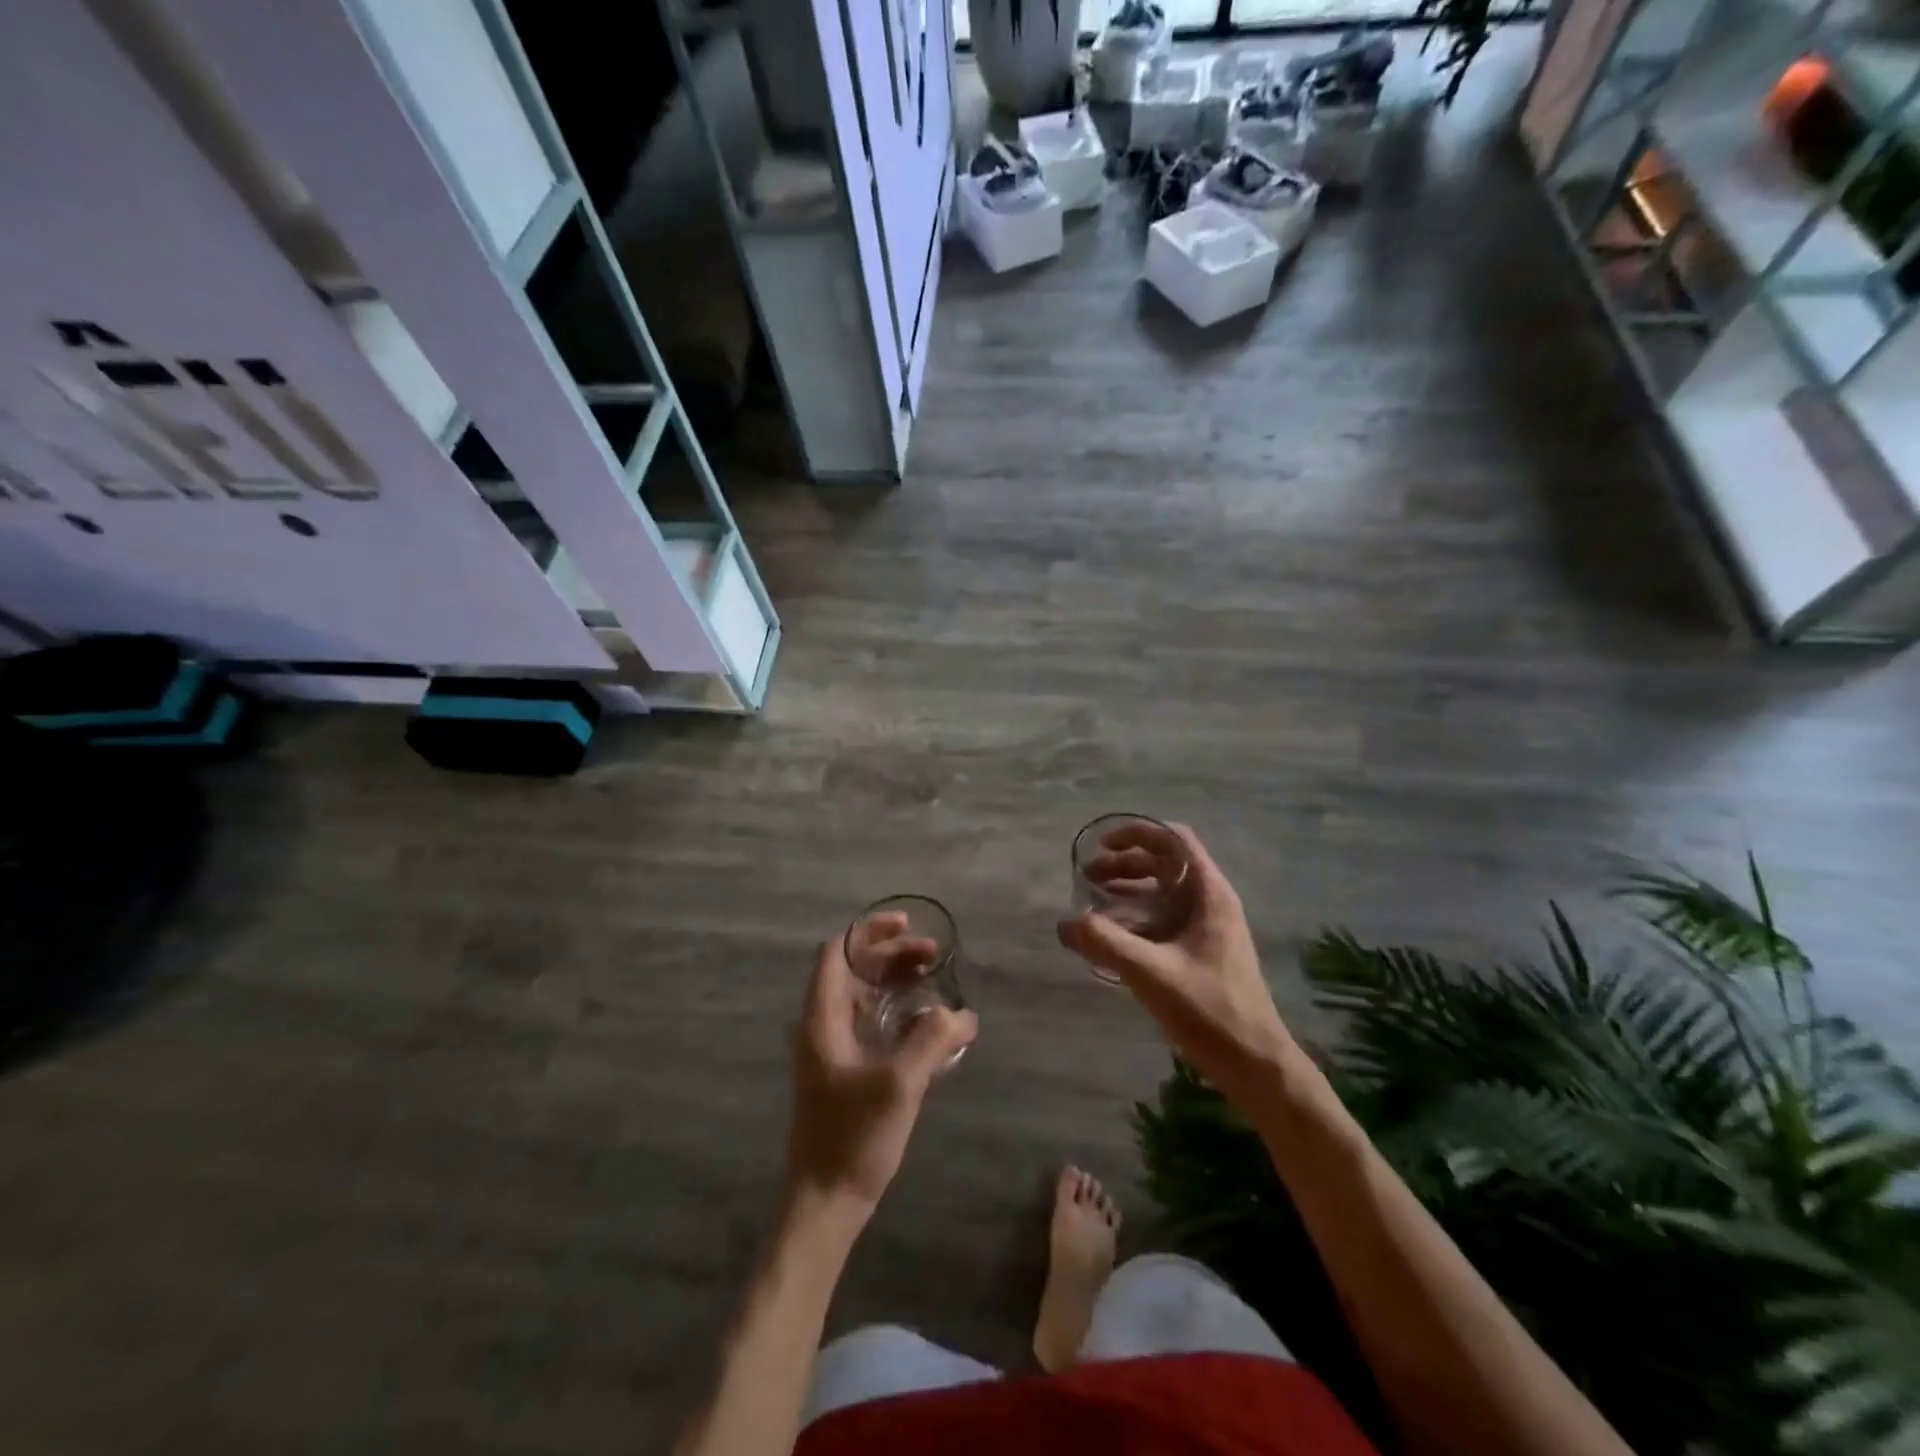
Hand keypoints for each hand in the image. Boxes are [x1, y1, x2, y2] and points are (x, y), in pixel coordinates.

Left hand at [784, 934, 977, 1218]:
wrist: (825, 1204)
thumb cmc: (852, 1138)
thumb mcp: (898, 1084)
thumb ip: (931, 1041)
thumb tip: (963, 1014)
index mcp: (823, 1018)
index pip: (838, 952)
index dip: (869, 931)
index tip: (906, 924)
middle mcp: (824, 1025)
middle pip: (855, 970)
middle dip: (893, 953)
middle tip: (934, 954)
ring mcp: (834, 1050)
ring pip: (865, 996)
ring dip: (897, 981)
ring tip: (934, 979)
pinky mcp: (847, 1072)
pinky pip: (873, 1023)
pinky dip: (898, 1011)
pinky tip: (929, 1024)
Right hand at [1059, 822, 1295, 1109]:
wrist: (1256, 1065)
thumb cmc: (1210, 1012)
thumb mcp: (1152, 973)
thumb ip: (1106, 943)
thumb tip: (1065, 922)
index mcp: (1209, 894)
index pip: (1175, 839)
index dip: (1138, 833)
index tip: (1102, 845)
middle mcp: (1210, 902)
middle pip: (1165, 863)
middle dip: (1124, 863)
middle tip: (1087, 876)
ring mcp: (1207, 927)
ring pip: (1163, 891)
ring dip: (1128, 888)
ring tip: (1091, 900)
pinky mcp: (1200, 951)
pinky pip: (1163, 918)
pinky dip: (1135, 915)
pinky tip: (1110, 934)